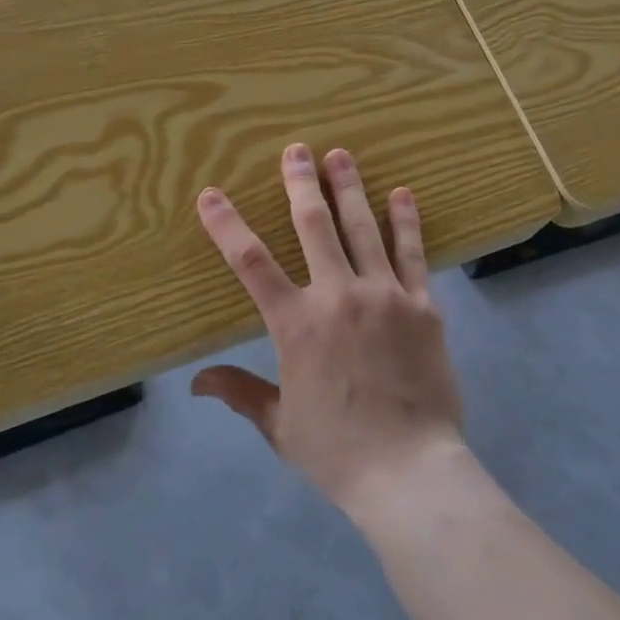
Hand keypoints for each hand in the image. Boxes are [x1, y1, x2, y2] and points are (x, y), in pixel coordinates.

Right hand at [191, 144, 464, 511]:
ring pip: (363, 229)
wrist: (409, 470)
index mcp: (297, 325)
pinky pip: (413, 254)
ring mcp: (385, 295)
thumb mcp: (280, 424)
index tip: (211, 194)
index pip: (252, 264)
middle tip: (296, 150)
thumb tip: (197, 381)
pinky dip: (406, 221)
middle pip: (314, 227)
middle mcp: (338, 296)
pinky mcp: (423, 305)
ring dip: (350, 188)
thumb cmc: (337, 450)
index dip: (228, 225)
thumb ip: (240, 392)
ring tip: (341, 155)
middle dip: (301, 184)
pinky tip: (402, 194)